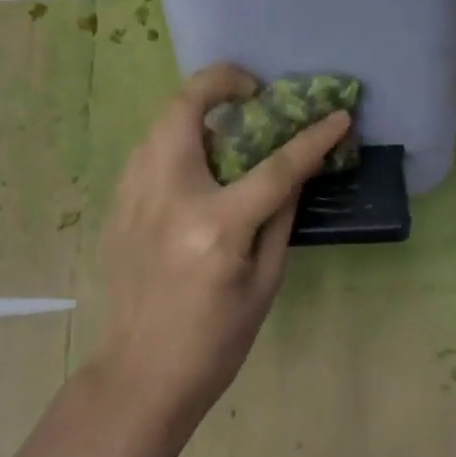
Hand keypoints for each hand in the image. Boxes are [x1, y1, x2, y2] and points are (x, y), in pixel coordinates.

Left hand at [94, 64, 351, 422]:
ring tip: (226, 122)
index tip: (339, 115)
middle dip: (221, 80)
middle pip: (186, 109)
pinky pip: (146, 151)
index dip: (312, 138)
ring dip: (196, 109)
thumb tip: (296, 171)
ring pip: (160, 122)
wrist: (139, 375)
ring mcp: (133, 197)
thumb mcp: (264, 284)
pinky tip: (193, 161)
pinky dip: (174, 139)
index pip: (274, 167)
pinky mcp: (116, 205)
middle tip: (252, 91)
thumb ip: (280, 218)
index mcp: (216, 226)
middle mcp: (168, 197)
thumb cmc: (214, 341)